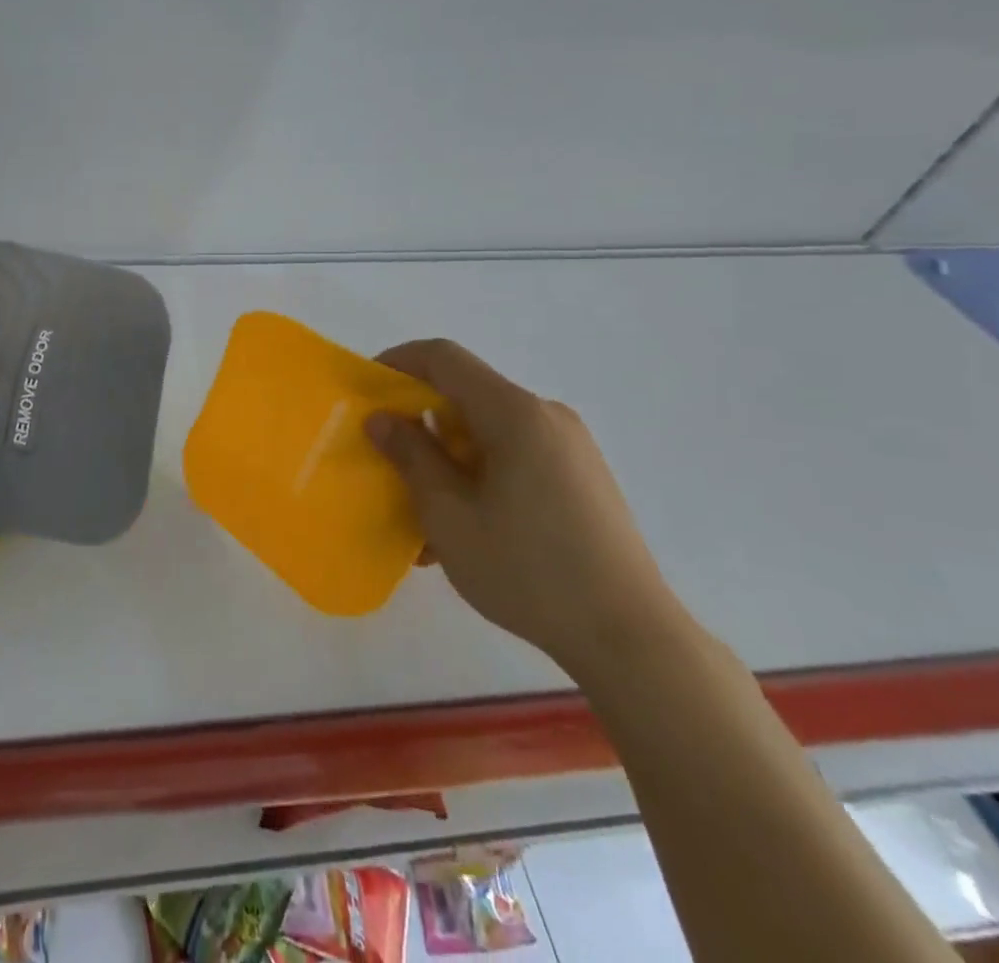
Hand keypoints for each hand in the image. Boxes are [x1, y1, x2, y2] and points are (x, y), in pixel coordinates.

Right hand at [365, 339, 682, 677]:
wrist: (632, 640)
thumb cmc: (528, 571)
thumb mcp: (449, 515)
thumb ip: (411, 456)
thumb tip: (382, 418)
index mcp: (515, 414)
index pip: (444, 358)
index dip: (398, 363)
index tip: (366, 392)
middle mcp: (546, 417)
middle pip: (467, 396)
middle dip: (420, 422)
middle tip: (389, 462)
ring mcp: (570, 448)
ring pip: (488, 432)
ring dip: (447, 458)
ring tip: (424, 514)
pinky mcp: (582, 479)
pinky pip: (515, 458)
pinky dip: (479, 476)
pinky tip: (466, 529)